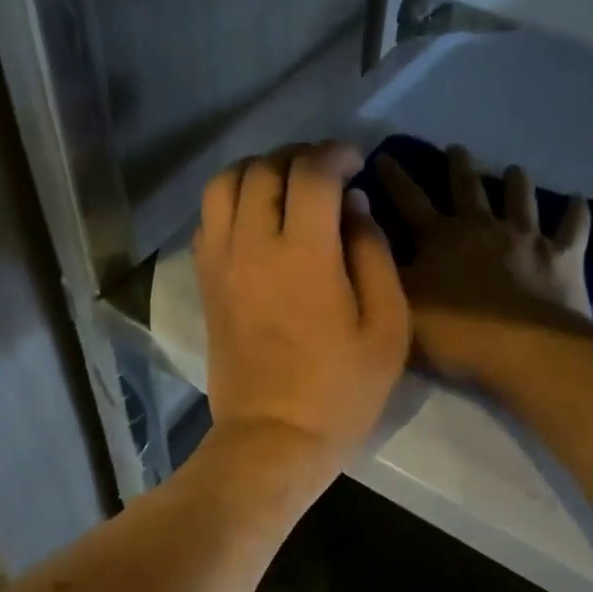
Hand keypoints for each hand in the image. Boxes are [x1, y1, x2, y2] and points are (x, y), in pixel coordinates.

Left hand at [195, 143, 410, 476]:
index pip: (311, 173)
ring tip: (287, 186)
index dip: (336, 154)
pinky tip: (258, 218)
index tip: (355, 161)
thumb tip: (355, 205)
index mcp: (304, 255)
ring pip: (225, 184)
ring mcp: (221, 262)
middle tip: (327, 172)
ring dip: (259, 171)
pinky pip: (209, 217)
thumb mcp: (386, 327)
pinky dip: (233, 200)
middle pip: (265, 169)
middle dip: (300, 157)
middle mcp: (253, 245)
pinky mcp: (205, 281)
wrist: (273, 437)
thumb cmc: (341, 390)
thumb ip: (373, 254)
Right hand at [375, 146, 592, 381]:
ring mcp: (526, 238)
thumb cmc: (453, 333)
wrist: (522, 351)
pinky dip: (576, 214)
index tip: (383, 154)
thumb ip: (382, 267)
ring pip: (521, 199)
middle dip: (458, 166)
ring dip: (516, 182)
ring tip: (515, 169)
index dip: (394, 177)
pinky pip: (573, 228)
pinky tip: (579, 200)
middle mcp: (482, 226)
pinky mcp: (562, 257)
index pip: (409, 199)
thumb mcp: (398, 303)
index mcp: (440, 237)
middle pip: (467, 188)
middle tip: (457, 148)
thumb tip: (363, 232)